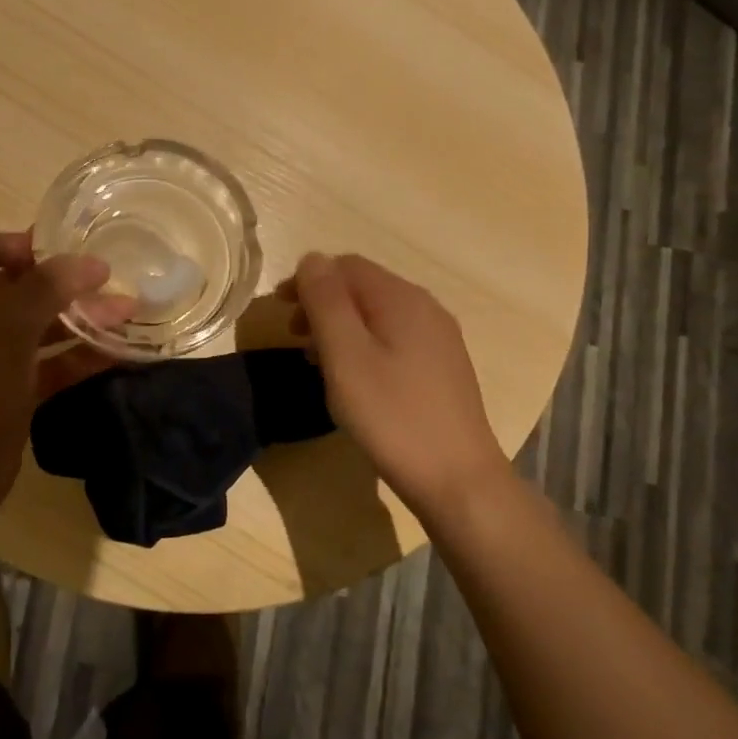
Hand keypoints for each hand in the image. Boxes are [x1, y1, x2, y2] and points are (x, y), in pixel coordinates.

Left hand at [0, 228, 112, 536]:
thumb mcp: (4, 332)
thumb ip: (45, 289)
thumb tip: (88, 261)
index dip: (6, 240)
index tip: (53, 251)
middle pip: (13, 286)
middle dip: (61, 282)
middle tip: (110, 282)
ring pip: (36, 327)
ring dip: (79, 319)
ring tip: (129, 313)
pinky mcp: (7, 395)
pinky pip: (46, 366)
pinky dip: (77, 358)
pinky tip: (118, 355)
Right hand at [284, 252, 508, 521]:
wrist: (458, 480)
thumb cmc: (392, 416)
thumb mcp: (346, 357)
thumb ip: (326, 303)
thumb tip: (312, 259)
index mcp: (402, 299)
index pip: (346, 266)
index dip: (307, 280)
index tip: (279, 311)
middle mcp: (425, 308)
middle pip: (363, 287)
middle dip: (322, 303)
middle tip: (293, 337)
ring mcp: (438, 339)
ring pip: (377, 314)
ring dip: (340, 327)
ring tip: (316, 360)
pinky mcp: (442, 367)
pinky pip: (393, 338)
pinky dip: (363, 345)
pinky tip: (353, 378)